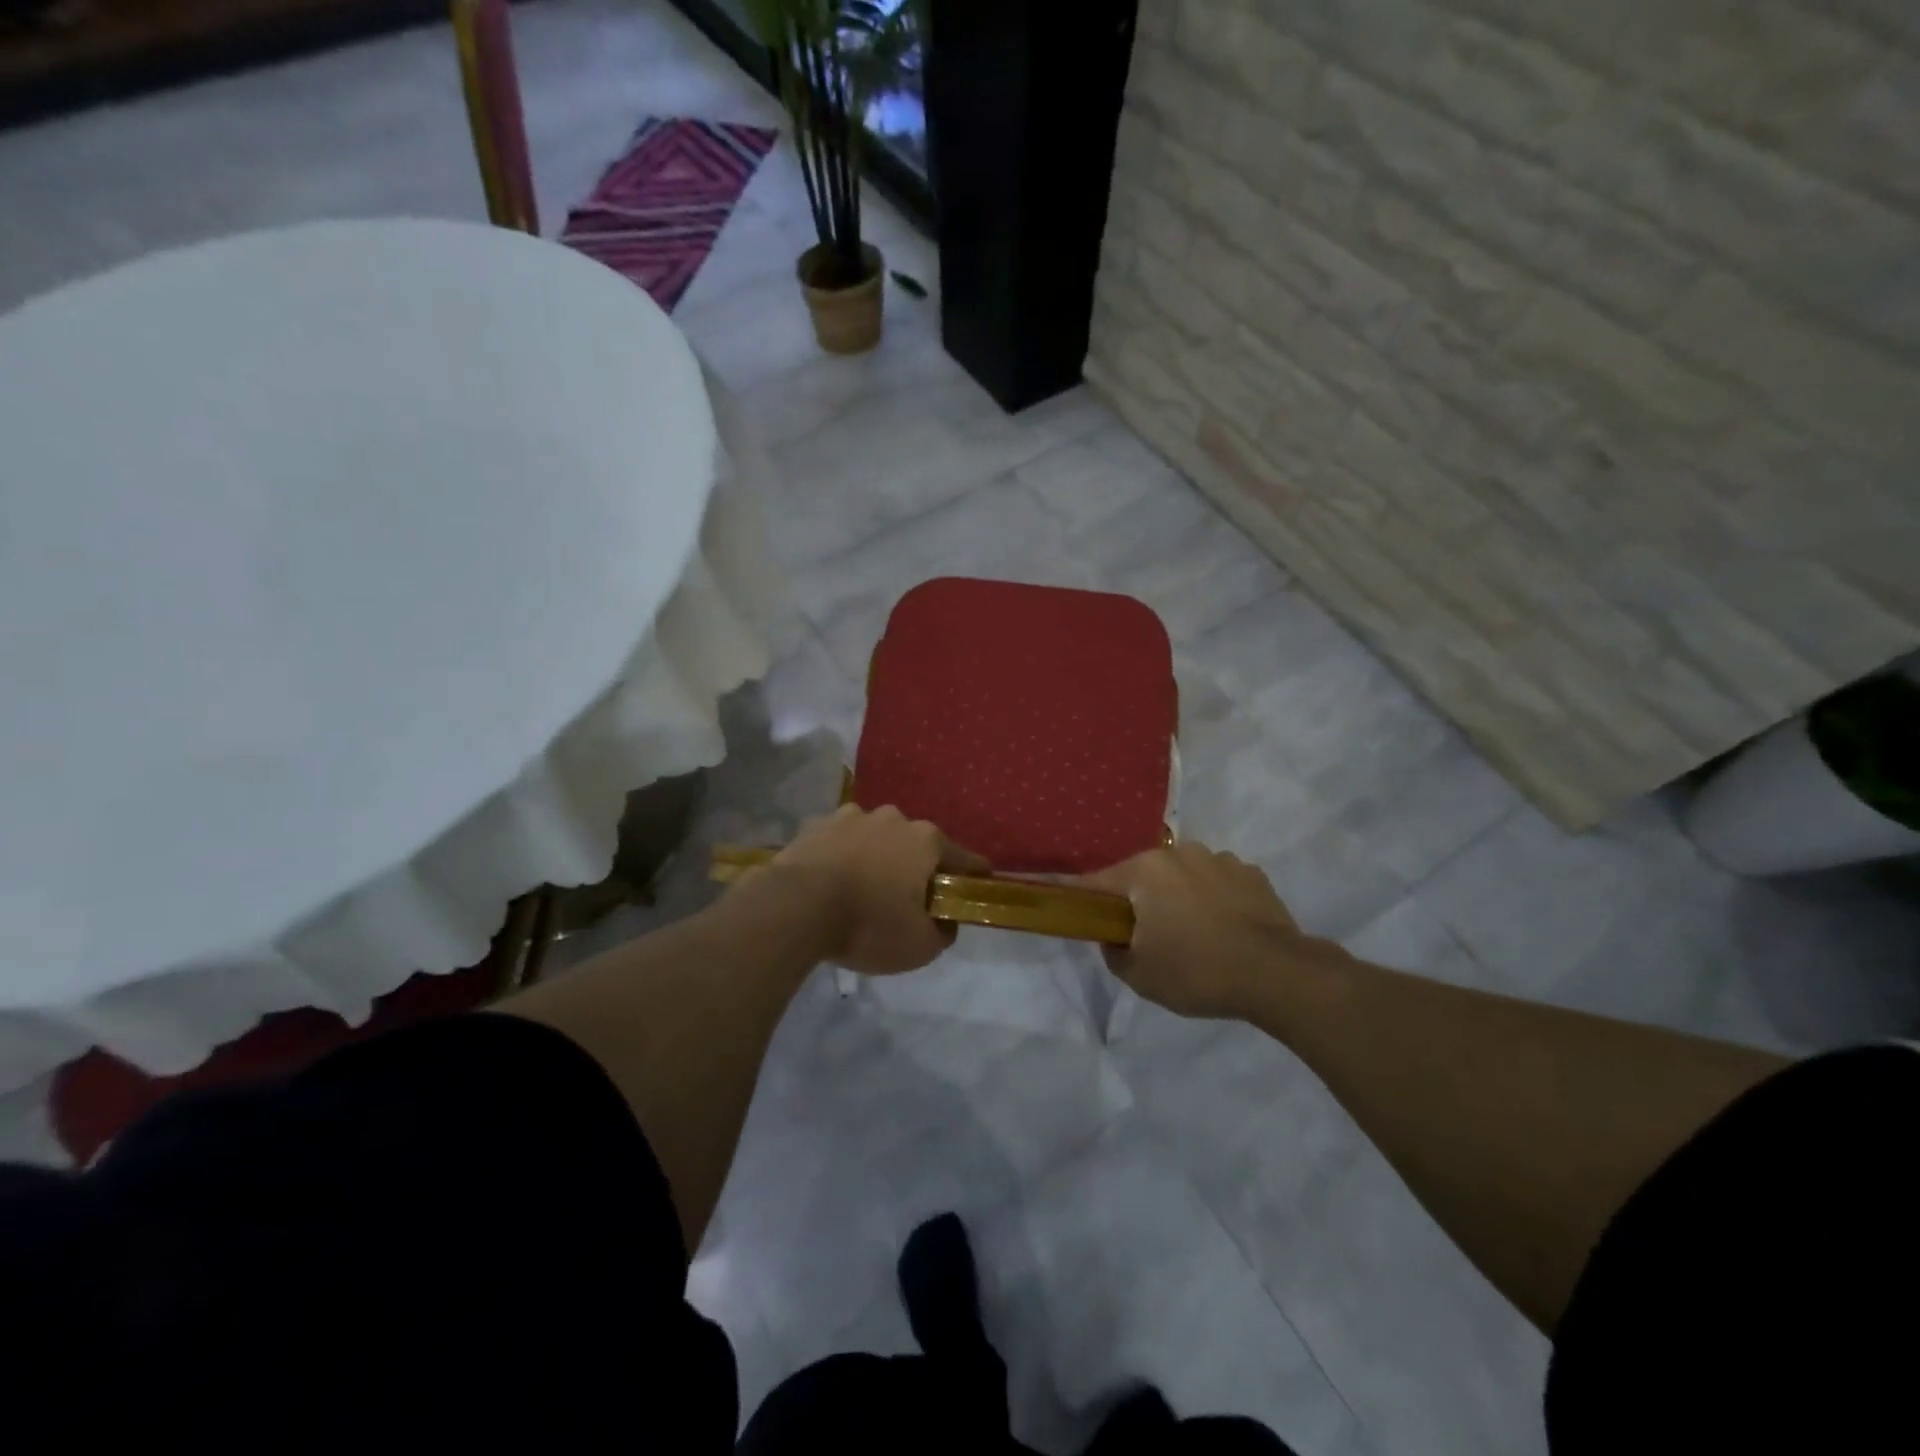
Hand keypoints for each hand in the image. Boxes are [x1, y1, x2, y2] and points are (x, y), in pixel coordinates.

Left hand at [770, 804, 988, 974]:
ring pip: (876, 839)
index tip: (974, 892)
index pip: (966, 859)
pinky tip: (832, 884)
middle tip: (908, 902)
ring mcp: (852, 816)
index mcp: (926, 840)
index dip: (973, 878)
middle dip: (917, 869)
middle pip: (917, 846)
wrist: (794, 907)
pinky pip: (841, 843)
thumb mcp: (920, 946)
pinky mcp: (816, 825)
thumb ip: (943, 932)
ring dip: (877, 859)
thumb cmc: (868, 924)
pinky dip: (842, 858)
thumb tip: (945, 921)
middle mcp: (893, 818)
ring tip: (863, 892)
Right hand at [1079, 842, 1314, 1018]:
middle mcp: (1179, 854)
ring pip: (1183, 877)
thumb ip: (1114, 953)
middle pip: (1143, 877)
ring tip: (1195, 936)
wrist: (1278, 975)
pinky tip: (1226, 930)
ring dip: (1179, 898)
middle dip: (1140, 901)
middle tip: (1147, 937)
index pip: (1096, 882)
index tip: (1064, 901)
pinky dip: (1214, 900)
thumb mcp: (1140, 976)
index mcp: (1145, 871)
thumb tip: (1114, 938)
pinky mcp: (1252, 873)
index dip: (1078, 896)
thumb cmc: (1197, 971)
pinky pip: (1218, 883)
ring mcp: (1219, 859)